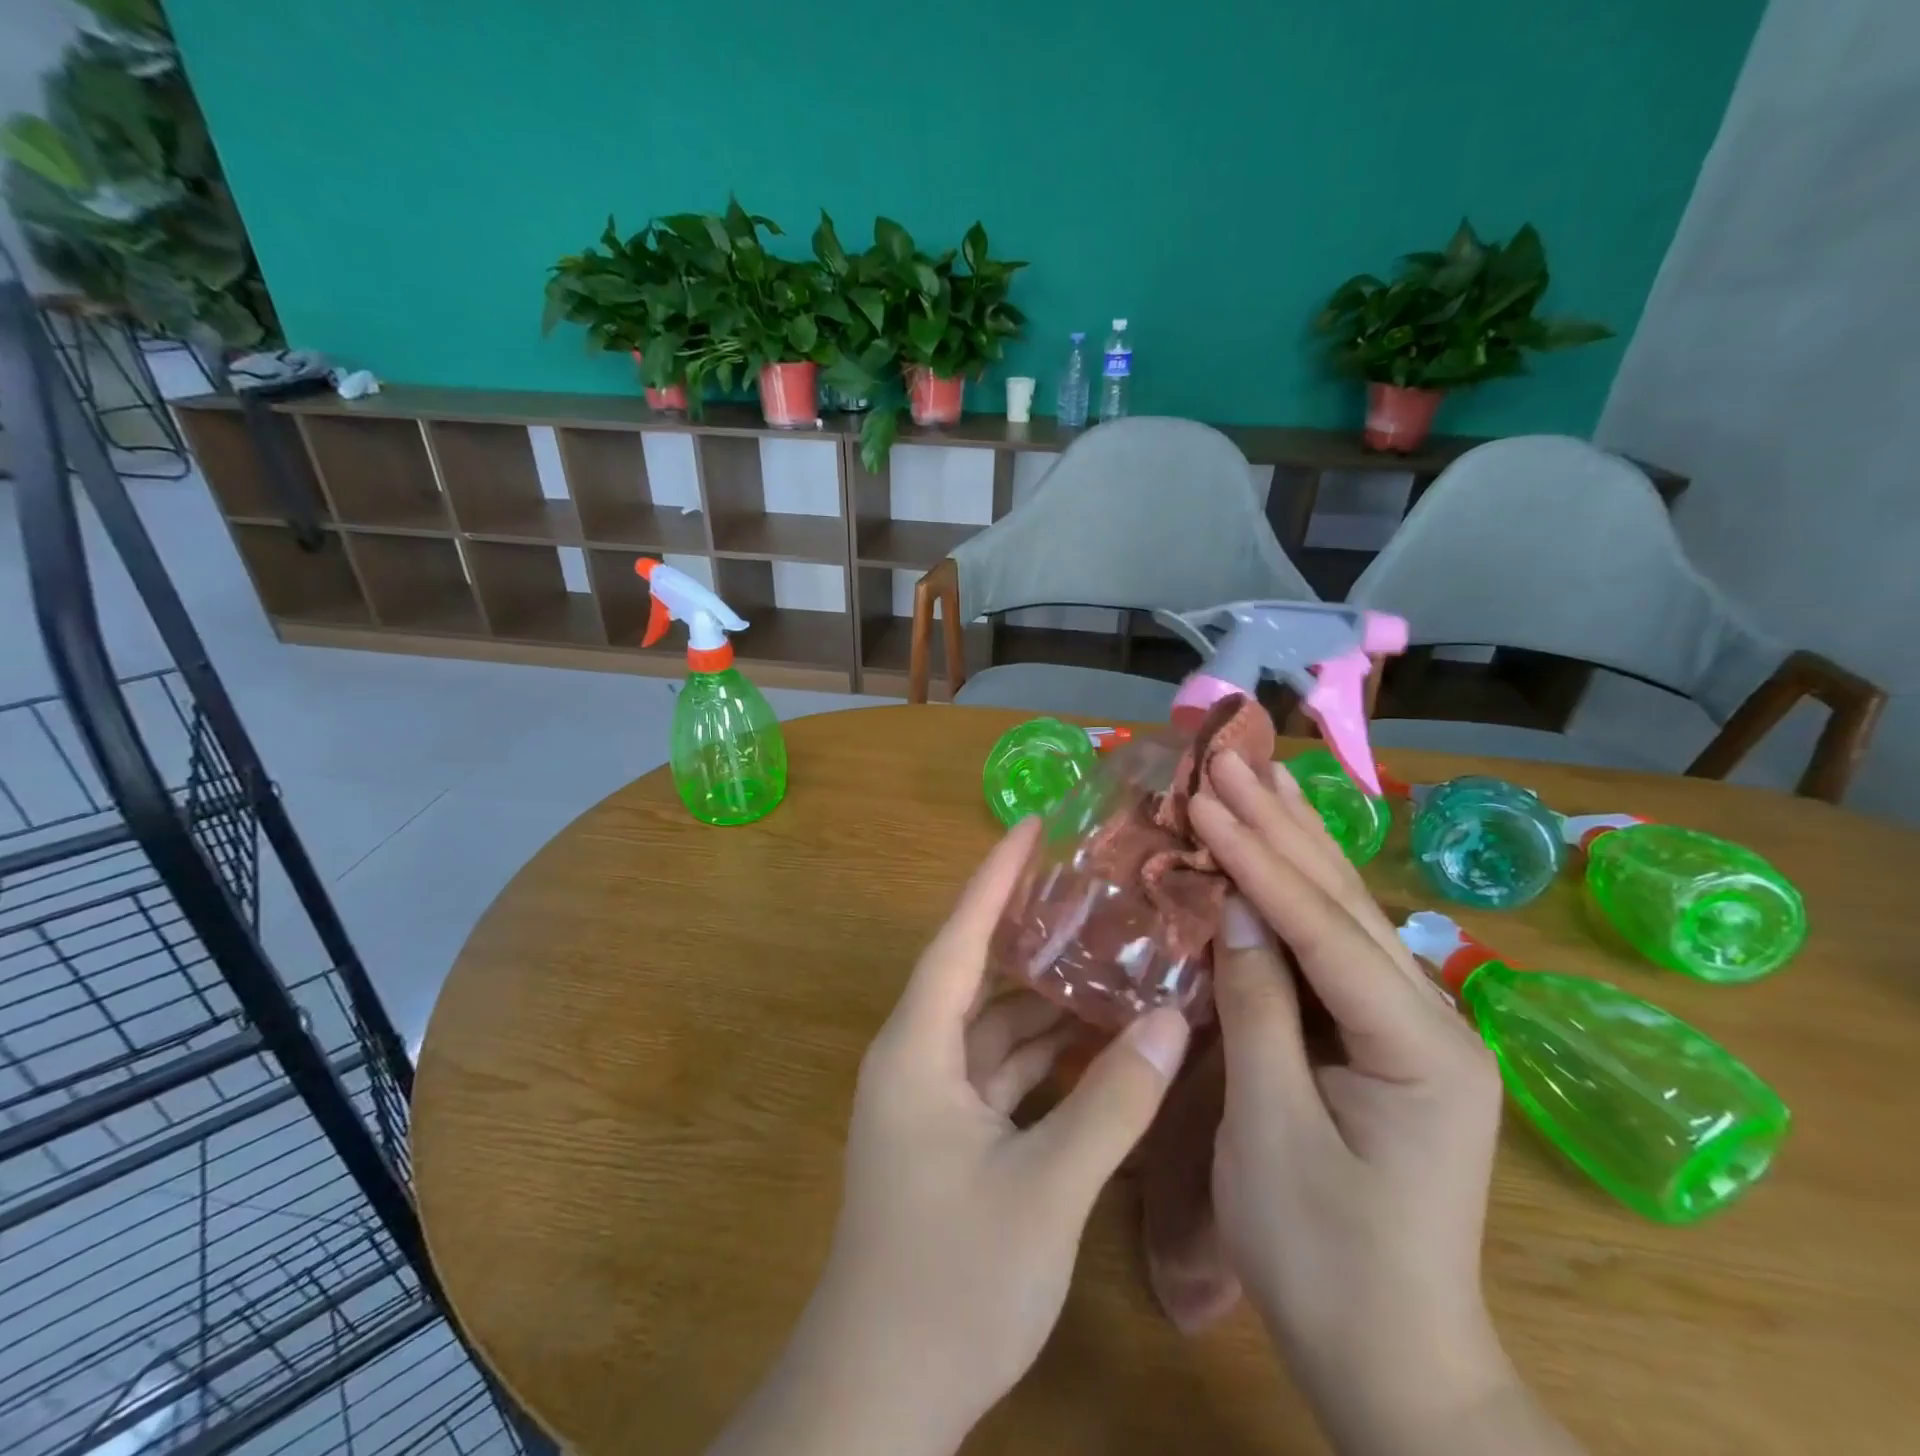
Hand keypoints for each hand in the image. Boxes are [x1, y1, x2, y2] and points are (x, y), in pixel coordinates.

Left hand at [710, 817, 1191, 1455]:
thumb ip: (1110, 1104)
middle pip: (978, 973)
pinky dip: (1046, 1054)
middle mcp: (919, 1058)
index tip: (1031, 826)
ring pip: (995, 1025)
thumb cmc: (950, 1280)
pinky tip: (1098, 1040)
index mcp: (918, 1048)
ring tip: (1110, 954)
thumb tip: (1171, 1022)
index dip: (995, 878)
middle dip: (1031, 931)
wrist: (881, 1394)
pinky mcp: (951, 1135)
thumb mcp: (1044, 1189)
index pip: (959, 938)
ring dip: (1047, 998)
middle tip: (1093, 888)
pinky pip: (1002, 1071)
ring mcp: (933, 1099)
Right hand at [1192, 754, 1543, 1454]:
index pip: (1321, 926)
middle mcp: (1432, 1018)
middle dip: (1281, 825)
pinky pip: (1333, 947)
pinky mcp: (1384, 1037)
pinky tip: (1278, 853)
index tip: (1206, 797)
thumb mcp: (1269, 1128)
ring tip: (1259, 778)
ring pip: (1345, 913)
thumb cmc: (1320, 1256)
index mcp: (1416, 1046)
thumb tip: (1234, 906)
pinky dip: (1296, 892)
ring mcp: (1414, 1025)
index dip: (1257, 858)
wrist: (1392, 1360)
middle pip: (1343, 901)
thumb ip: (1258, 1006)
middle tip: (1231, 759)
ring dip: (1294, 842)